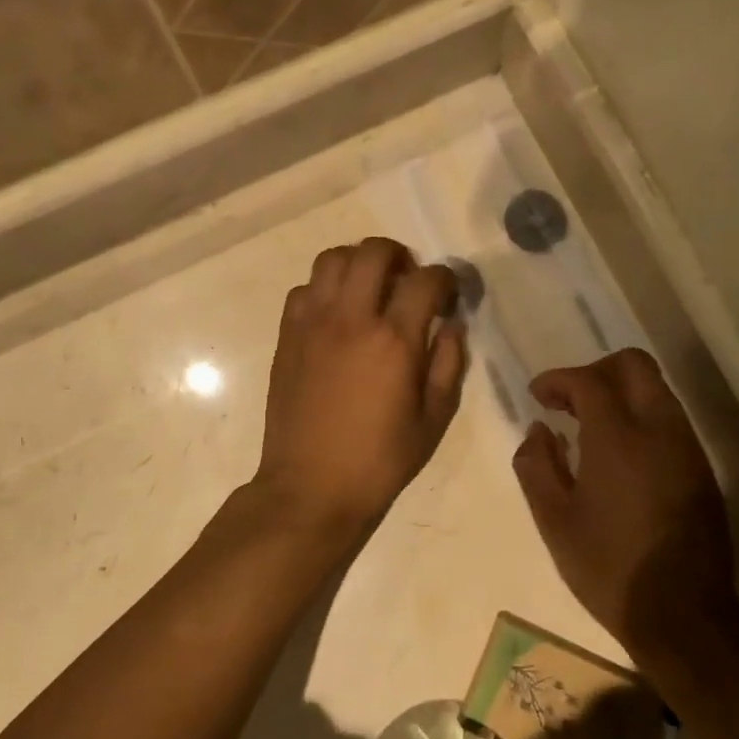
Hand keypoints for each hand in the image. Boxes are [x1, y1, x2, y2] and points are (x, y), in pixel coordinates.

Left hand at [255, 238, 467, 546]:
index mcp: (394, 340)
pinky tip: (335, 314)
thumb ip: (449, 364)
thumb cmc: (379, 460)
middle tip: (407, 280)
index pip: (425, 280)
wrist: (310, 487)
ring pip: (332, 258)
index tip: (448, 293)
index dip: (445, 278)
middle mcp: (351, 318)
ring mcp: (312, 322)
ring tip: (370, 288)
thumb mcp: (433, 420)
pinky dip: (324, 289)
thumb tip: (452, 325)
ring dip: (358, 263)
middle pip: (374, 251)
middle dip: (399, 255)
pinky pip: (303, 289)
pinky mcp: (287, 335)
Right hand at [513, 350, 738, 658]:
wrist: (684, 617)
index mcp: (619, 438)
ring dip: (619, 392)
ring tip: (588, 426)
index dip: (558, 380)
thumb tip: (538, 431)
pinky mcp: (700, 469)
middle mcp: (659, 430)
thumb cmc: (609, 567)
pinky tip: (618, 453)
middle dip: (595, 370)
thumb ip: (536, 465)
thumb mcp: (554, 520)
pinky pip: (668, 418)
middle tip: (568, 400)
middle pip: (633, 365)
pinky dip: (639, 415)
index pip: (589, 381)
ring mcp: (686, 448)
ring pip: (655, 389)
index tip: (538, 396)